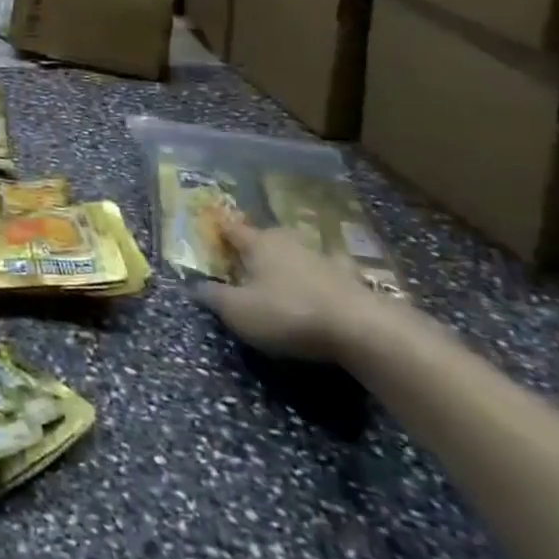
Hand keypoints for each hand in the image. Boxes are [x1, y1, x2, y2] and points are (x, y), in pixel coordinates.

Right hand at [195, 220, 384, 364]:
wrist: (364, 330)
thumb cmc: (289, 313)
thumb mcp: (239, 311)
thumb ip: (214, 297)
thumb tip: (194, 285)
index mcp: (258, 243)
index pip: (232, 229)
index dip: (219, 229)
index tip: (210, 228)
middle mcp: (289, 242)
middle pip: (266, 237)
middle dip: (255, 245)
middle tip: (244, 258)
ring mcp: (324, 259)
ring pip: (297, 253)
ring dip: (288, 261)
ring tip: (281, 275)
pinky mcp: (352, 280)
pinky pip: (327, 274)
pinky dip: (321, 279)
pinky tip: (322, 289)